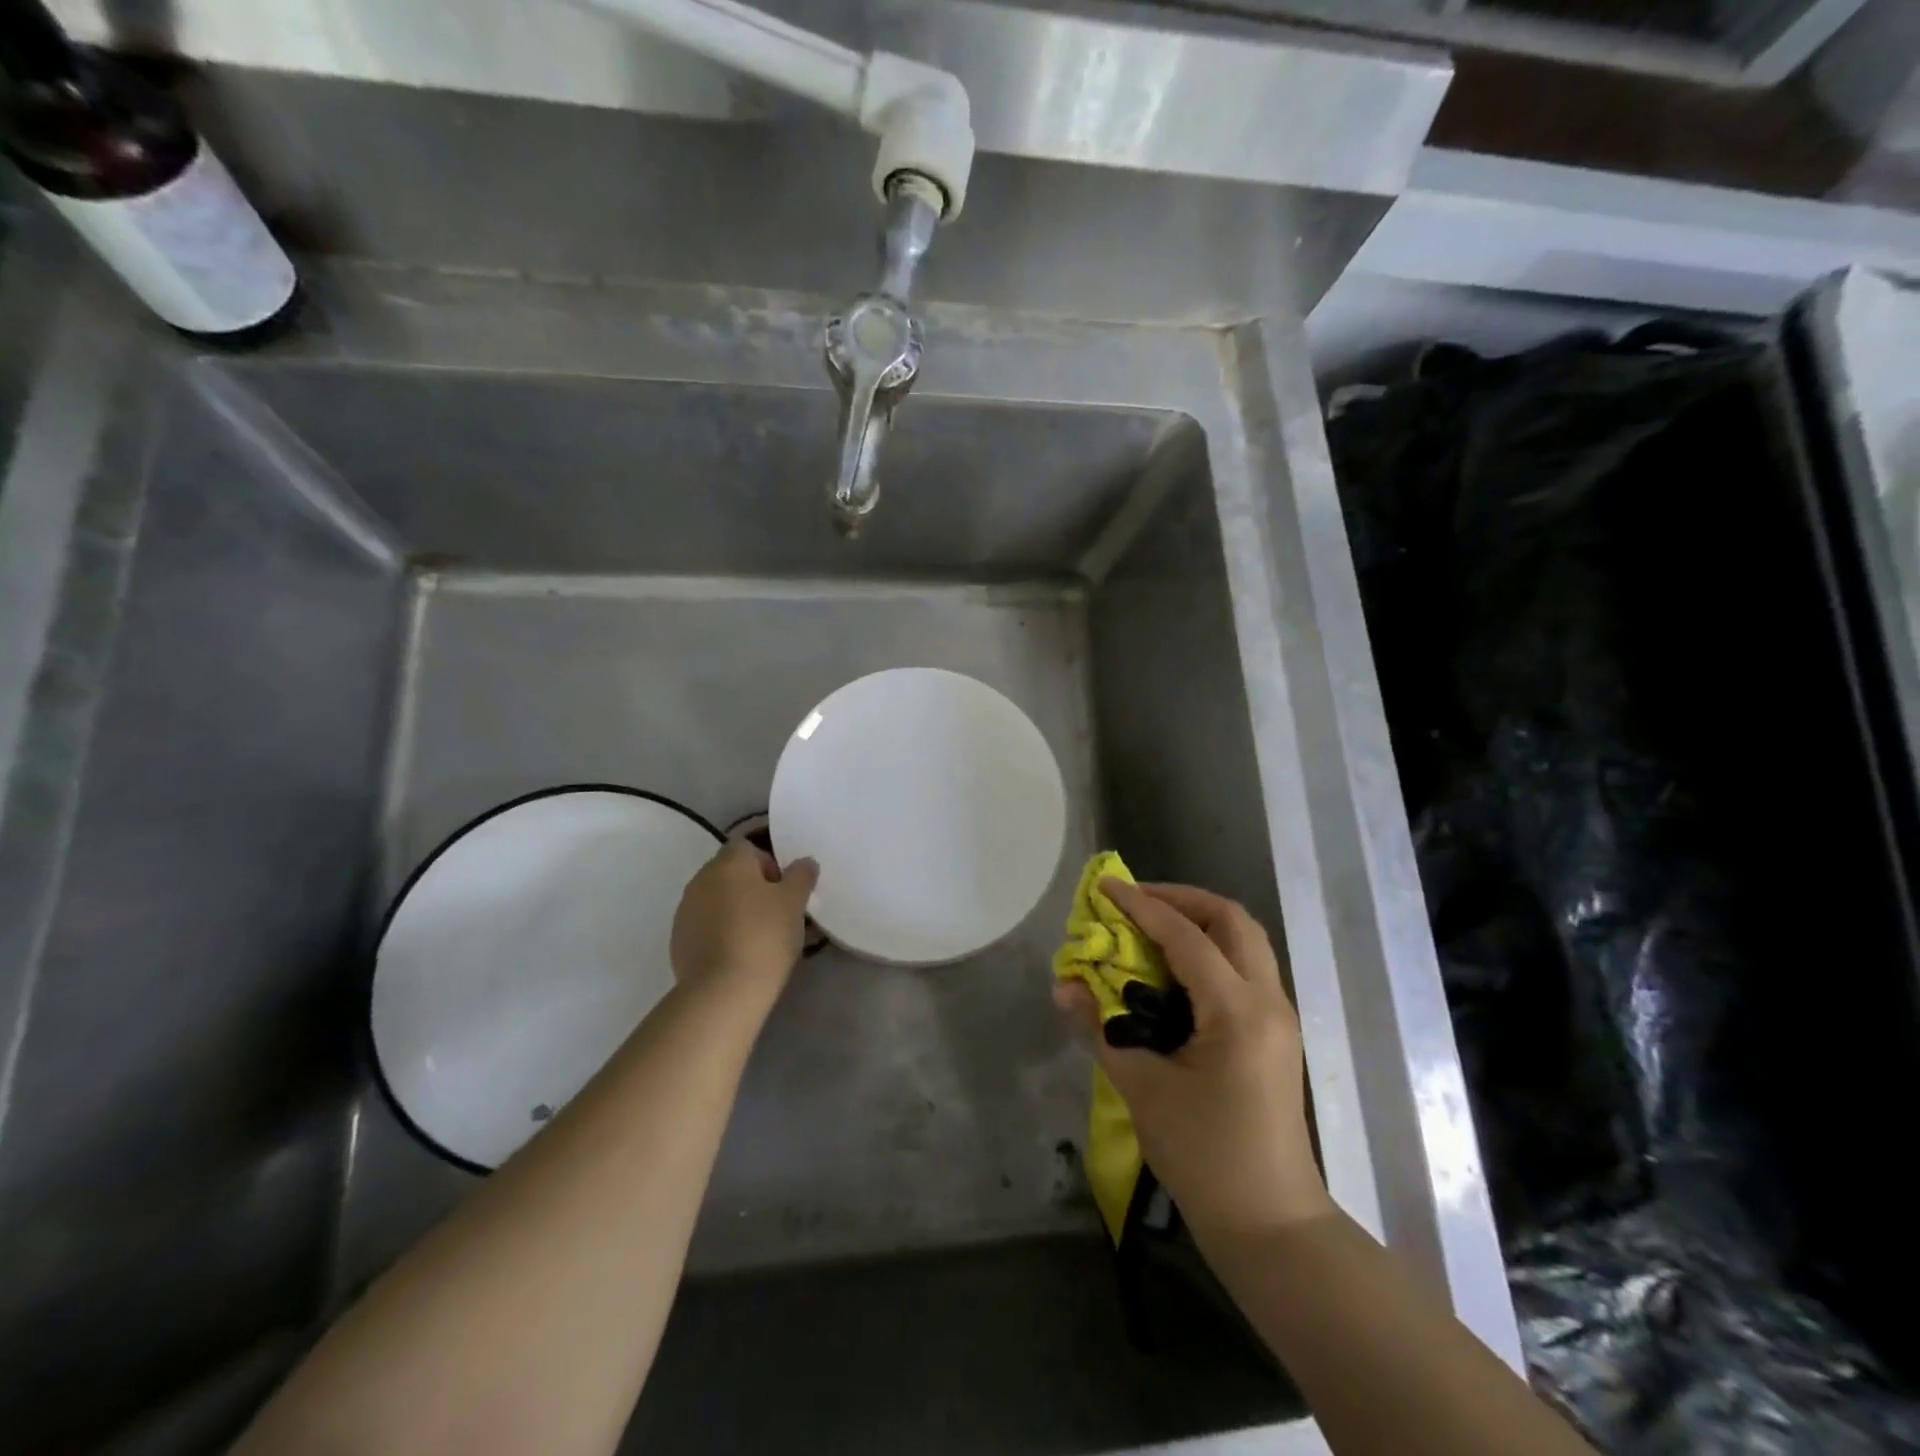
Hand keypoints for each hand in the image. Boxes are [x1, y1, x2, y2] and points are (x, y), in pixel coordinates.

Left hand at [670, 840, 818, 993]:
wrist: (723, 991)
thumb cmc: (764, 936)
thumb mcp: (794, 903)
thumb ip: (801, 876)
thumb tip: (804, 863)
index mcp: (729, 862)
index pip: (748, 847)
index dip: (768, 863)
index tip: (784, 889)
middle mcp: (701, 879)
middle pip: (730, 872)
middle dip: (751, 887)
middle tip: (775, 913)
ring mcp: (685, 910)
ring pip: (716, 899)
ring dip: (734, 909)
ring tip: (756, 936)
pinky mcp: (678, 940)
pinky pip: (704, 925)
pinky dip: (719, 932)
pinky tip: (736, 954)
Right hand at [1054, 879, 1333, 1237]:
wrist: (1270, 1225)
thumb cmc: (1205, 1157)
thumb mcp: (1143, 1089)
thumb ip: (1101, 1029)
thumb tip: (1064, 986)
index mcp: (1237, 1011)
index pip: (1185, 936)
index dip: (1142, 905)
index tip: (1105, 887)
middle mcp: (1267, 1001)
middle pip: (1232, 920)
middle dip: (1182, 899)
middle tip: (1135, 901)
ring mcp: (1278, 1017)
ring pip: (1245, 941)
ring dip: (1199, 921)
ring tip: (1150, 926)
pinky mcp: (1274, 1034)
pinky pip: (1244, 968)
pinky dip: (1210, 950)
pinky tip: (1173, 969)